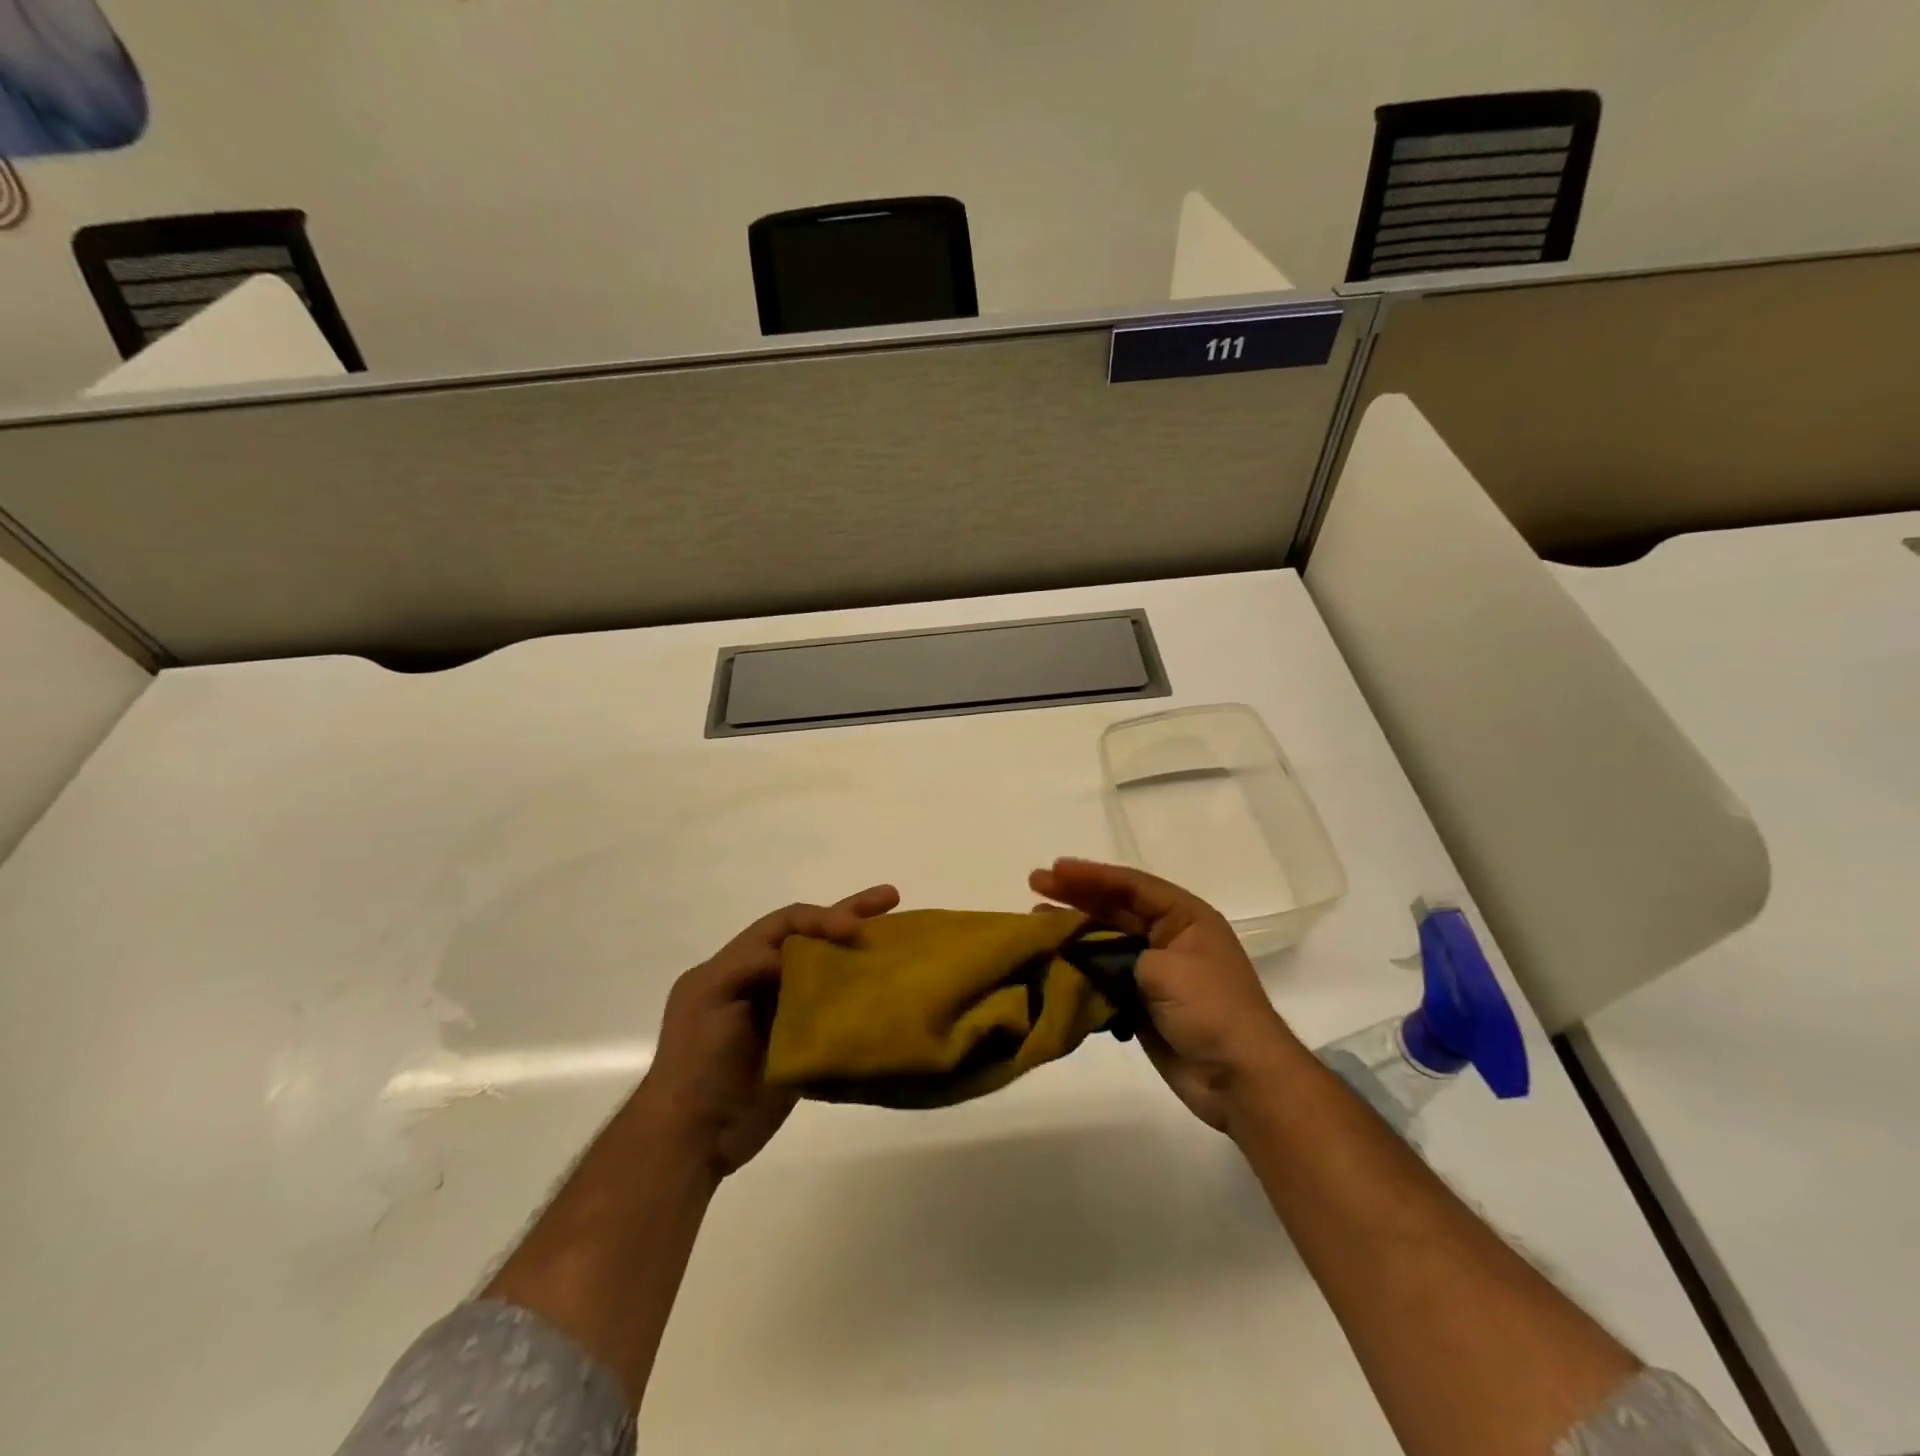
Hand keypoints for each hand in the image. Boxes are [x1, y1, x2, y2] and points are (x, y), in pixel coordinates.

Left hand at [640, 885, 898, 1176]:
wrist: (693, 1138)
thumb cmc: (695, 1060)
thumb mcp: (708, 996)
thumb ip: (751, 963)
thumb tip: (802, 959)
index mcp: (735, 965)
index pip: (784, 924)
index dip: (820, 918)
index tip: (854, 928)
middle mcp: (762, 981)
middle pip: (810, 939)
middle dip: (849, 915)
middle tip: (890, 897)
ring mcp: (783, 1015)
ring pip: (826, 972)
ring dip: (858, 955)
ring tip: (900, 938)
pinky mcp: (801, 1047)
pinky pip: (834, 1013)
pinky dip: (858, 999)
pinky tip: (887, 994)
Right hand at [1030, 857, 1298, 1132]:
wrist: (1240, 1079)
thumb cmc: (1211, 1010)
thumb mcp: (1166, 969)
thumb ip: (1119, 954)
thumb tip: (1083, 955)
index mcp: (1185, 918)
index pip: (1131, 886)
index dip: (1091, 875)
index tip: (1054, 870)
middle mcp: (1169, 937)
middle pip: (1115, 908)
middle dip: (1075, 896)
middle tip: (1035, 884)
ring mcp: (1155, 971)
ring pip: (1105, 941)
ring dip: (1072, 932)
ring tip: (1034, 921)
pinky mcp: (1142, 1002)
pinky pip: (1103, 976)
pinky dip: (1079, 969)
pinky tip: (1052, 964)